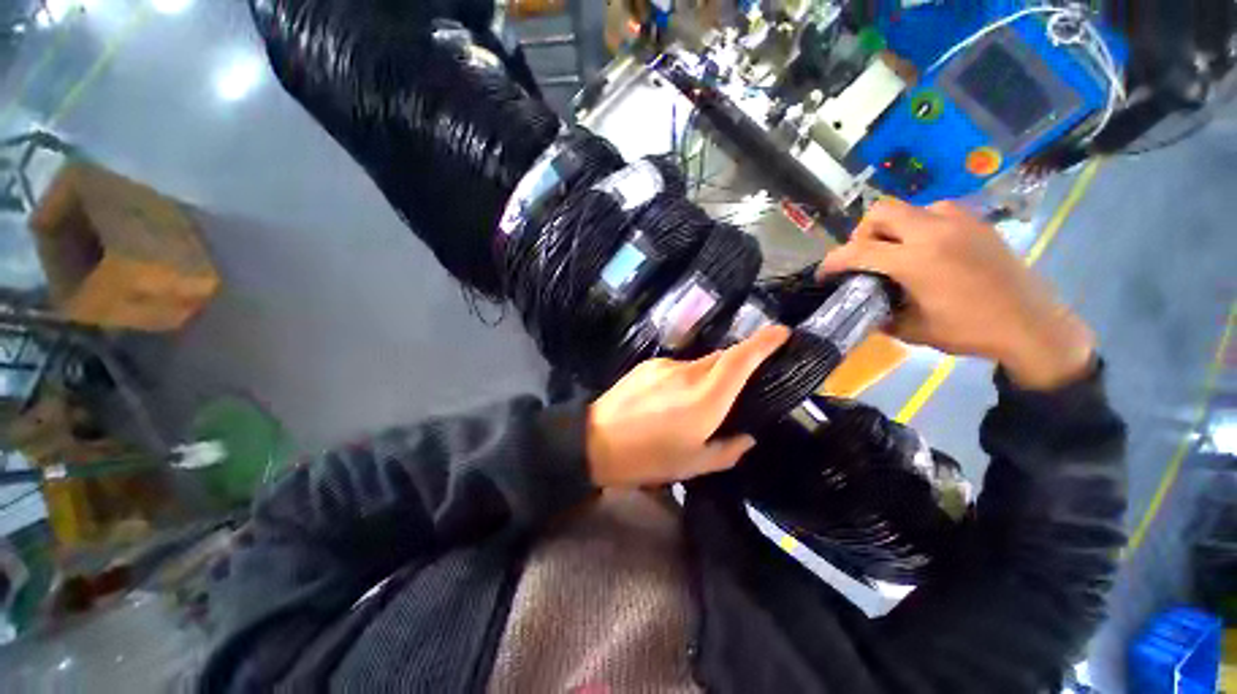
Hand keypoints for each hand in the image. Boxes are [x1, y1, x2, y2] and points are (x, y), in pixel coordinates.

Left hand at [586, 325, 790, 486]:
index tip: (781, 331)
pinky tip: (671, 399)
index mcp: (706, 398)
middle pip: (723, 357)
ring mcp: (666, 365)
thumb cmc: (649, 458)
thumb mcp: (694, 464)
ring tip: (694, 403)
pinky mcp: (648, 364)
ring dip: (707, 376)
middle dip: (737, 364)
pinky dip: (685, 378)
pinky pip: (678, 367)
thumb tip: (747, 437)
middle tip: (738, 387)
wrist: (596, 441)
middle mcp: (688, 373)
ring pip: (700, 363)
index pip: (739, 360)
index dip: (763, 342)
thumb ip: (728, 450)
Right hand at [819, 199, 1094, 389]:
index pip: (858, 250)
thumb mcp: (912, 330)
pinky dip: (919, 225)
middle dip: (862, 233)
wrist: (1031, 325)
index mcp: (916, 261)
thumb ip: (880, 313)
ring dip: (893, 227)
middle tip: (864, 256)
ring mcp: (960, 222)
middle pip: (881, 211)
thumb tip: (862, 305)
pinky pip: (936, 211)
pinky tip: (927, 247)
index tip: (824, 274)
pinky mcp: (977, 223)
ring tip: (896, 251)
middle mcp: (935, 232)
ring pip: (909, 208)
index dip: (833, 261)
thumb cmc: (969, 331)